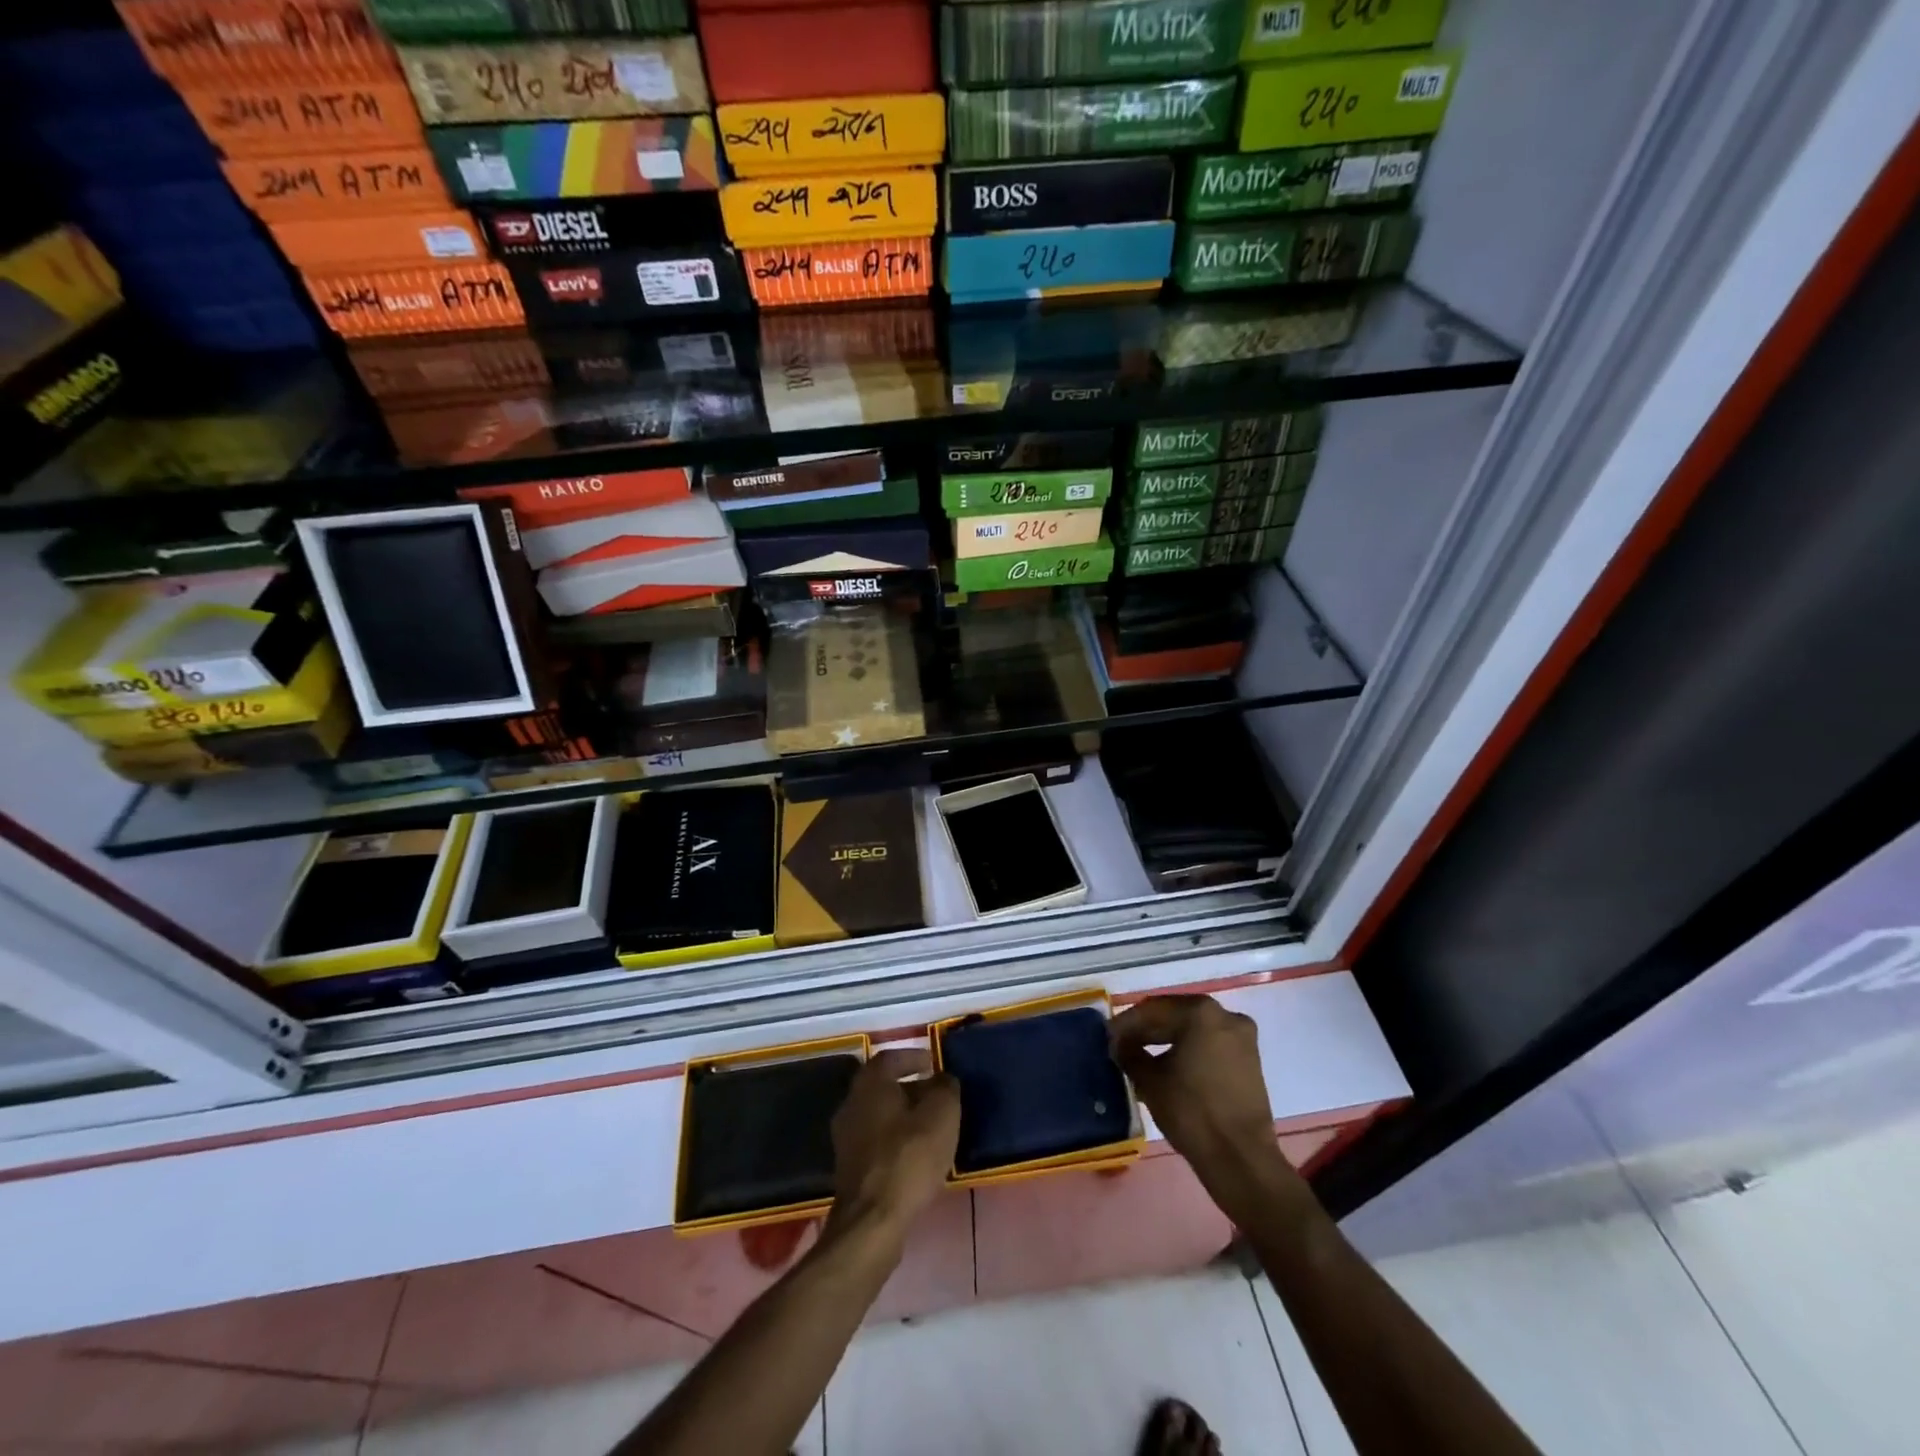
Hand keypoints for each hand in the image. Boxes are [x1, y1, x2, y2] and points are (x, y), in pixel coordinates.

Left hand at [830, 1048, 960, 1238]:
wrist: (873, 1219)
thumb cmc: (909, 1157)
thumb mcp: (942, 1115)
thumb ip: (945, 1088)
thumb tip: (943, 1079)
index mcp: (870, 1083)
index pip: (890, 1057)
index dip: (913, 1057)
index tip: (933, 1063)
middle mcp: (851, 1103)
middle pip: (882, 1086)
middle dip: (910, 1088)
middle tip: (936, 1095)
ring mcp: (845, 1137)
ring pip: (879, 1114)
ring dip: (903, 1115)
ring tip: (931, 1126)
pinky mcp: (849, 1167)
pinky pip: (875, 1140)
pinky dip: (895, 1139)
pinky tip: (915, 1153)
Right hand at [1111, 996, 1295, 1209]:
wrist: (1241, 1159)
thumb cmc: (1191, 1111)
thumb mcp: (1149, 1080)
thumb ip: (1129, 1053)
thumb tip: (1119, 1044)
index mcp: (1200, 1012)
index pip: (1153, 1010)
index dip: (1126, 1023)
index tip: (1107, 1037)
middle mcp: (1225, 1015)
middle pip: (1175, 1016)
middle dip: (1146, 1030)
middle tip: (1120, 1046)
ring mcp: (1242, 1038)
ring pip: (1193, 1030)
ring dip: (1165, 1041)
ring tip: (1139, 1057)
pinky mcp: (1249, 1061)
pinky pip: (1209, 1045)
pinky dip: (1186, 1051)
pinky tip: (1166, 1066)